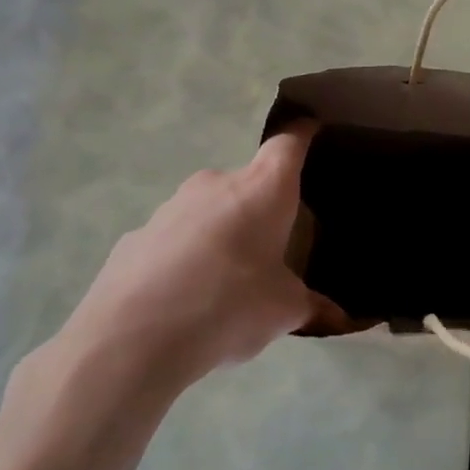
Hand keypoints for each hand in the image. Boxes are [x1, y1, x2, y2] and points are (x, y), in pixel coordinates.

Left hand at [51, 125, 331, 394]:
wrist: (132, 338)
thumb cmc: (228, 307)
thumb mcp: (283, 312)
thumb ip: (311, 305)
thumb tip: (337, 317)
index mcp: (262, 190)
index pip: (288, 144)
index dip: (302, 135)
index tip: (311, 130)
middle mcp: (216, 184)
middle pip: (248, 183)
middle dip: (262, 208)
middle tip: (274, 247)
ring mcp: (171, 206)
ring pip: (210, 210)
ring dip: (223, 233)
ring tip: (227, 281)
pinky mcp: (137, 235)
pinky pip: (176, 238)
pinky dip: (188, 256)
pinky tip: (186, 296)